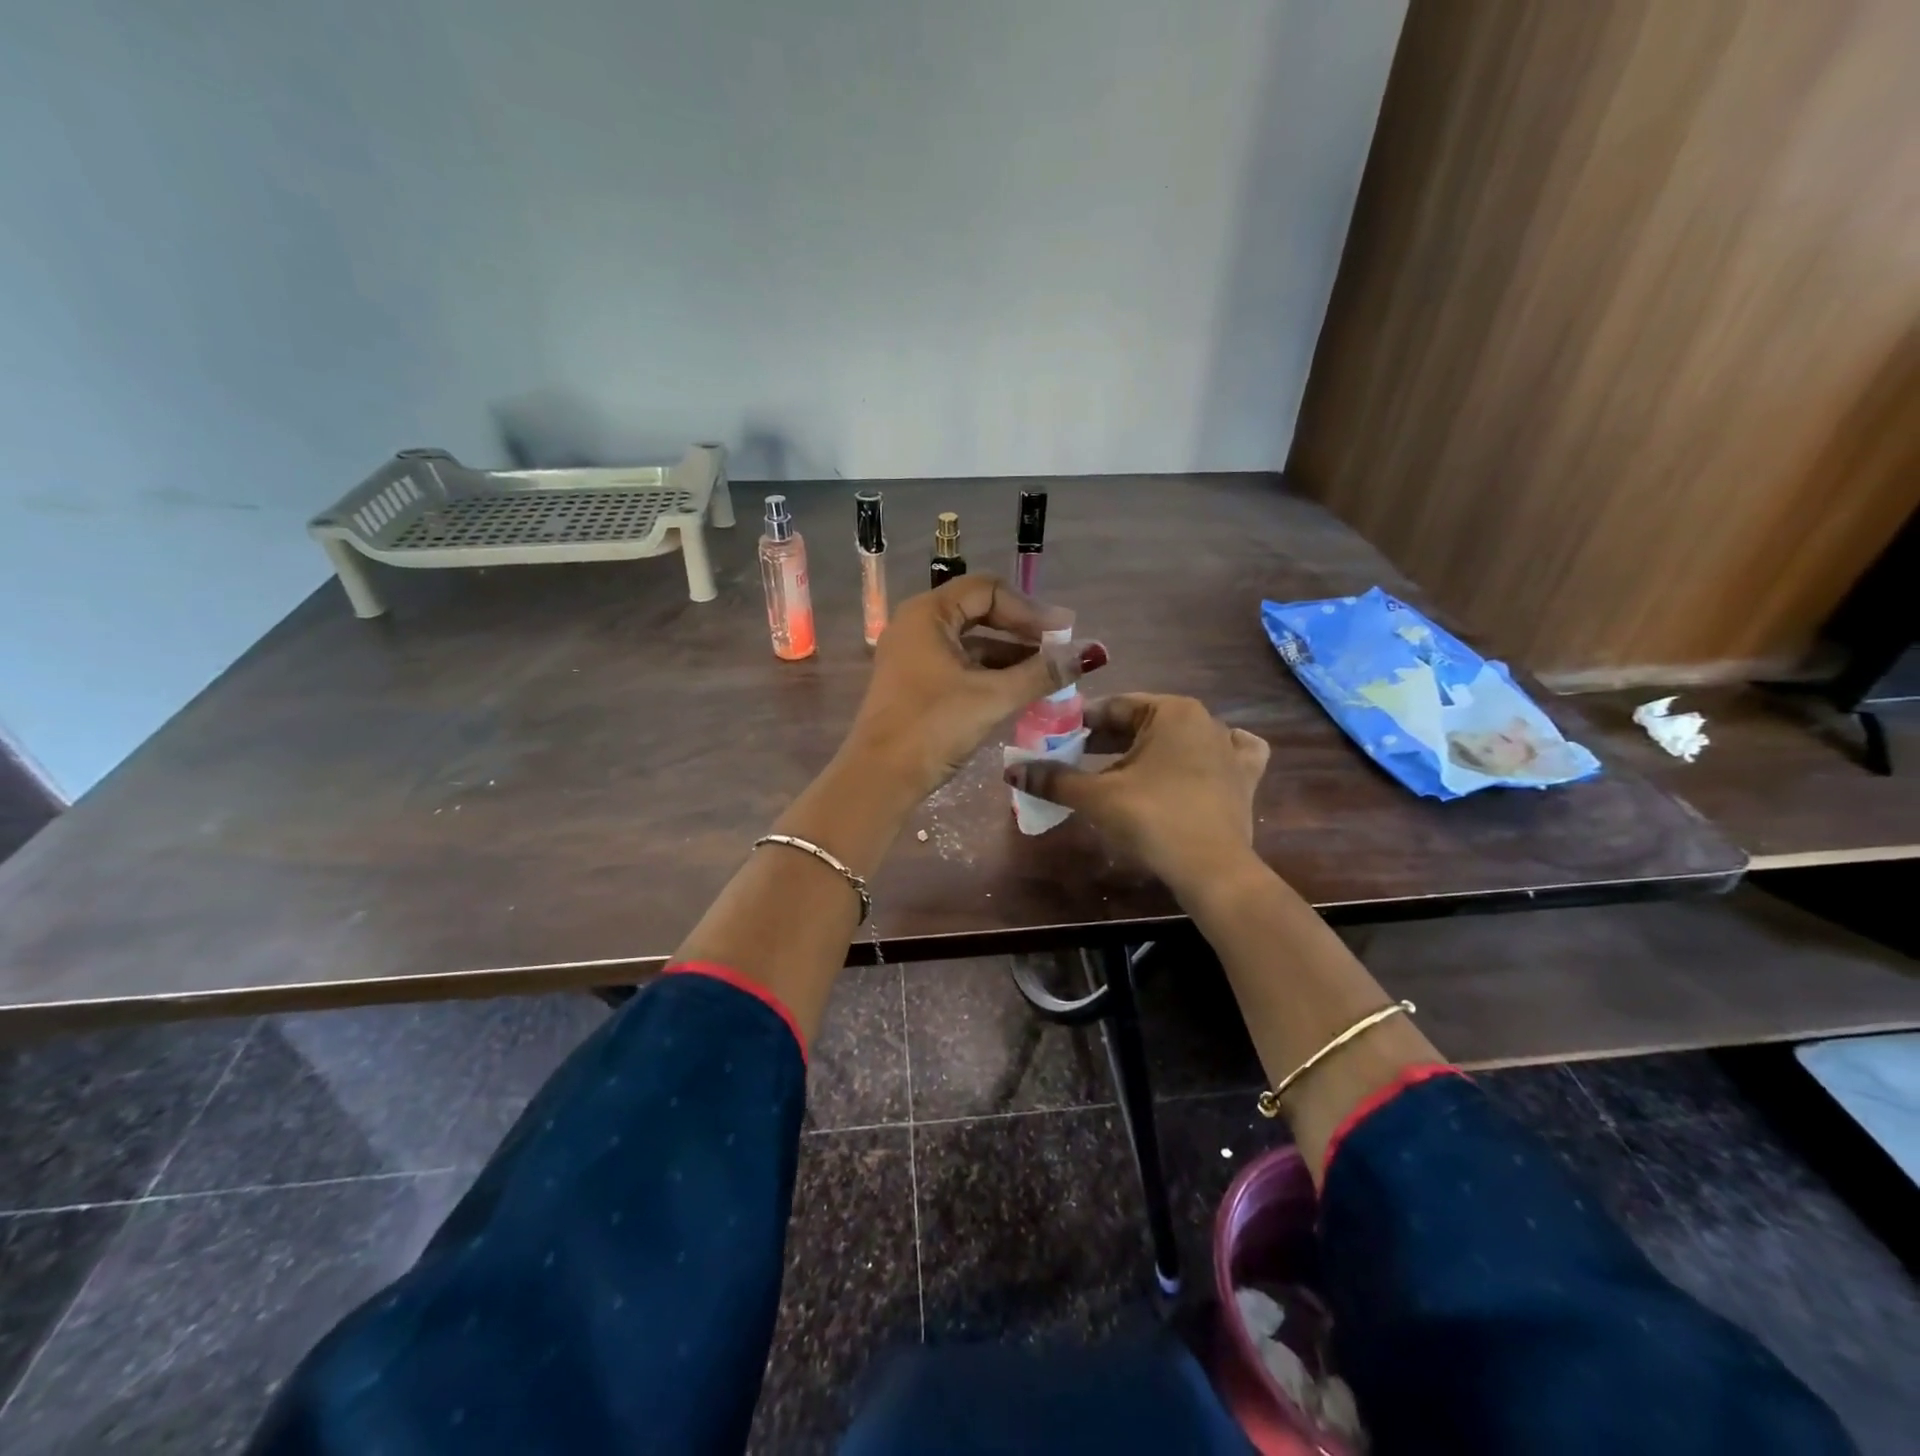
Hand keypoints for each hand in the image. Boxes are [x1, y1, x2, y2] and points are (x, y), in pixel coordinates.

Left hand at [845, 575, 1108, 800]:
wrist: (880, 778)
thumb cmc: (933, 727)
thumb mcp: (992, 697)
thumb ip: (1041, 673)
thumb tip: (1090, 654)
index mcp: (928, 614)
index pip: (988, 590)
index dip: (1029, 609)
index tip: (1063, 633)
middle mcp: (917, 626)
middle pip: (979, 612)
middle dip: (1022, 630)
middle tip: (1059, 648)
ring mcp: (912, 655)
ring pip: (970, 642)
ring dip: (1009, 654)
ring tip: (1048, 673)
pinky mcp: (915, 683)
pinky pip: (960, 665)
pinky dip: (990, 673)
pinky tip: (1019, 690)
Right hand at [1004, 693, 1268, 898]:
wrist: (1213, 871)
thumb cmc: (1153, 819)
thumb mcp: (1096, 796)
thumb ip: (1054, 778)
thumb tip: (1012, 770)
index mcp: (1172, 711)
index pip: (1113, 707)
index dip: (1078, 724)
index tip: (1053, 740)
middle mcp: (1206, 720)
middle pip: (1143, 723)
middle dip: (1106, 741)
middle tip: (1073, 760)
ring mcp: (1230, 750)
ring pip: (1177, 739)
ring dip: (1145, 751)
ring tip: (1116, 771)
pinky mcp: (1244, 779)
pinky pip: (1222, 756)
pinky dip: (1202, 757)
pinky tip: (1191, 766)